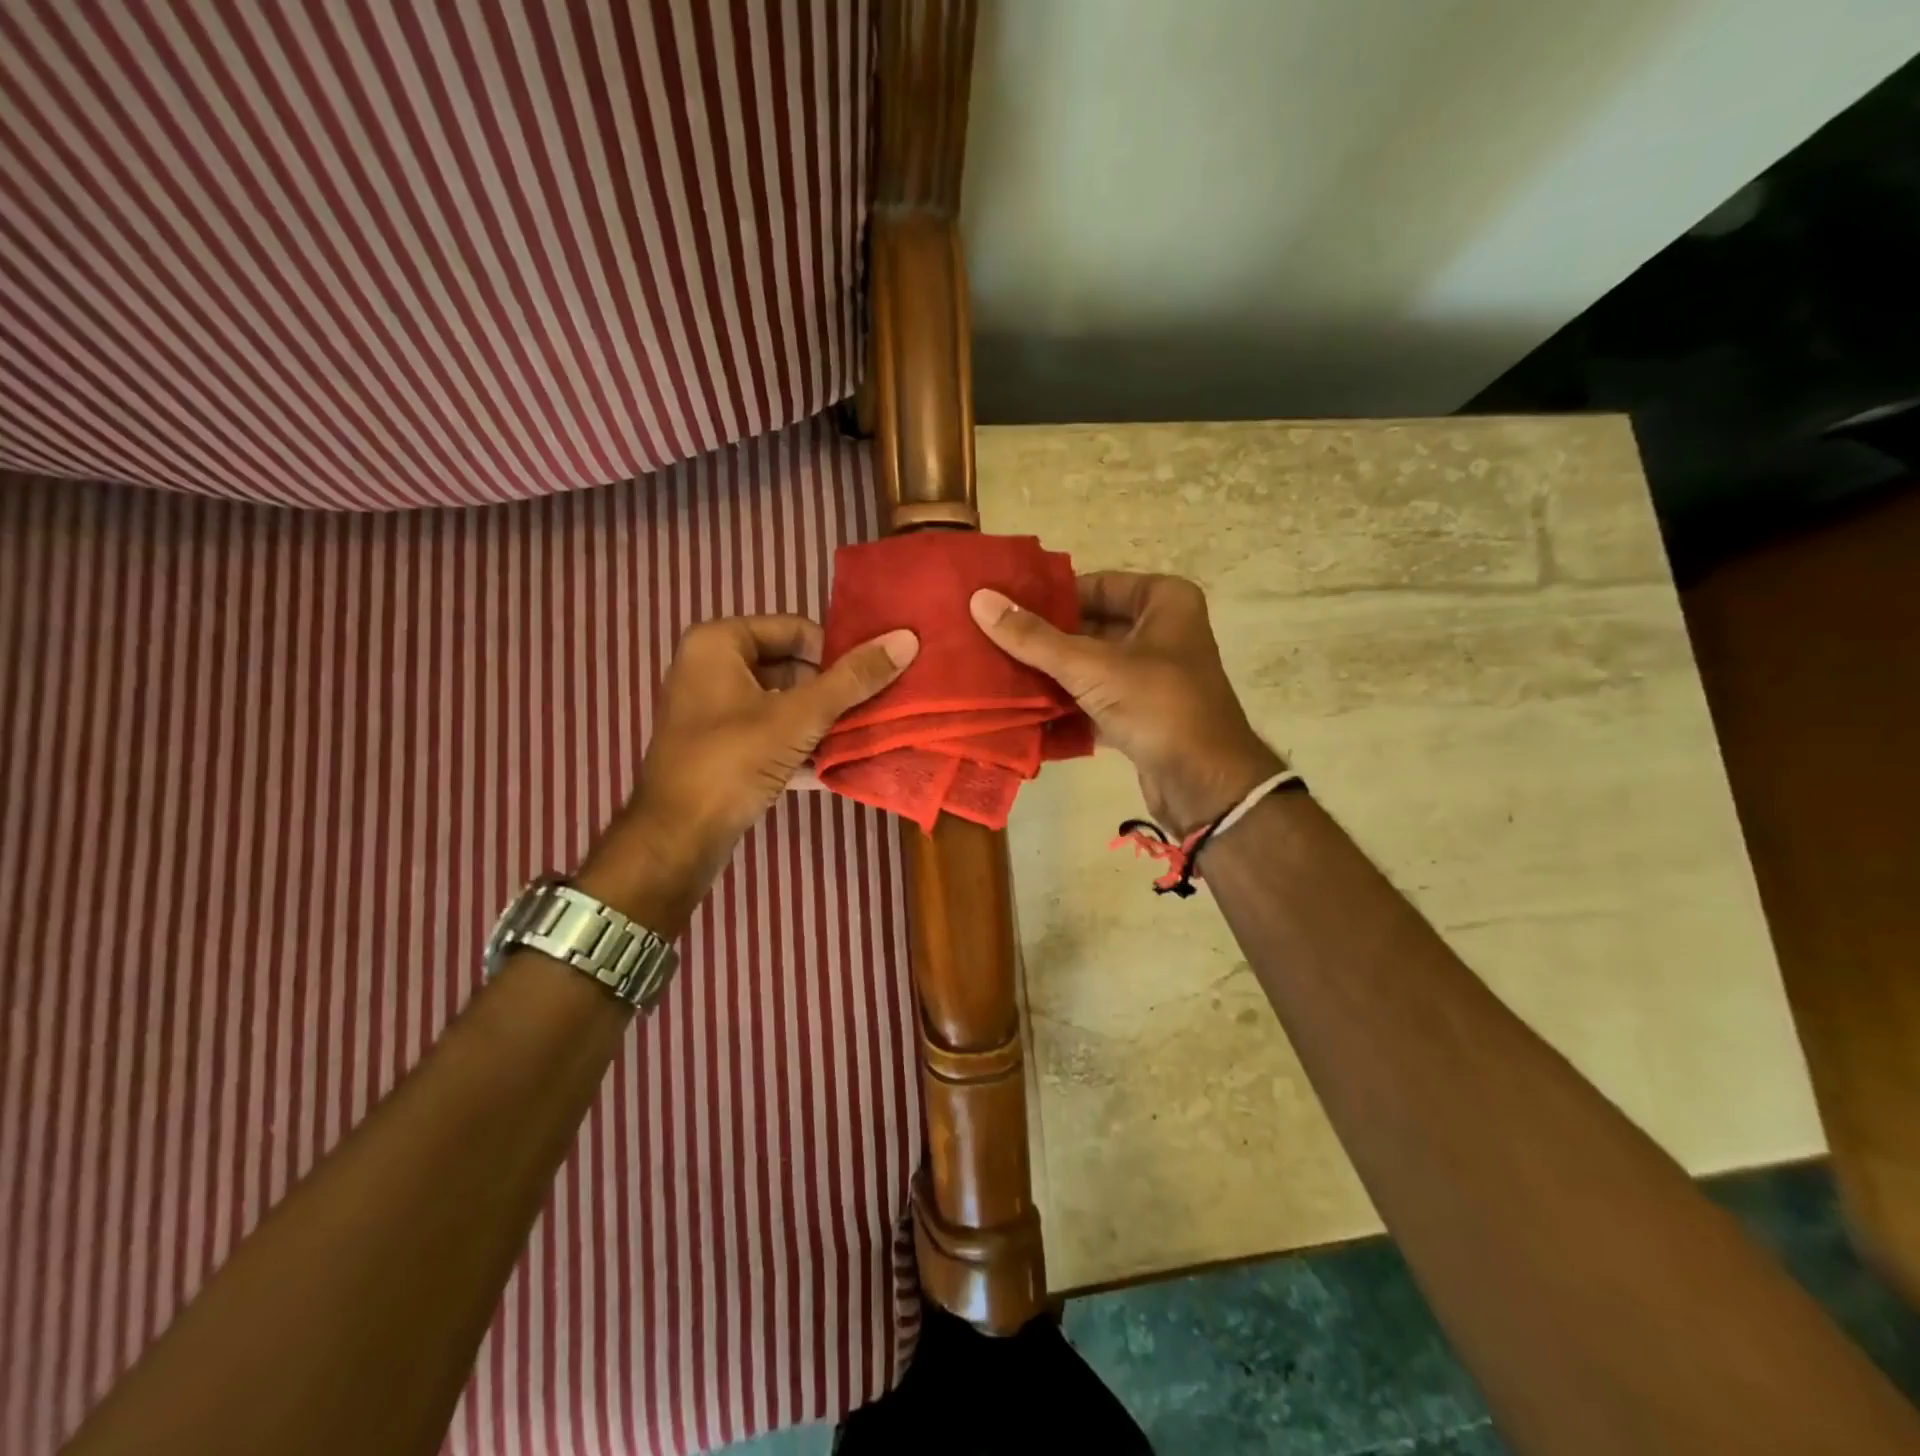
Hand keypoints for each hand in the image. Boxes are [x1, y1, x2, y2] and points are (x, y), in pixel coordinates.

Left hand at [576, 615, 916, 931]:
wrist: (677, 838)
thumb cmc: (733, 760)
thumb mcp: (799, 716)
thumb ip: (853, 679)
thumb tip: (906, 639)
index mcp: (718, 643)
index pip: (795, 630)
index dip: (835, 654)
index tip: (868, 682)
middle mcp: (709, 668)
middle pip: (790, 667)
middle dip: (831, 693)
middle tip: (869, 711)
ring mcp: (711, 711)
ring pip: (782, 704)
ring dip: (820, 722)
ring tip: (860, 737)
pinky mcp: (718, 748)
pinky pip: (769, 734)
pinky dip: (798, 746)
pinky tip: (833, 766)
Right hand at [971, 573, 1280, 833]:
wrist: (1204, 784)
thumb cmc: (1157, 705)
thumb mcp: (1090, 666)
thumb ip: (1033, 637)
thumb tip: (980, 600)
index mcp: (1164, 601)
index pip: (1095, 584)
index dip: (1050, 596)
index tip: (1004, 606)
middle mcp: (1162, 631)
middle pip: (1090, 626)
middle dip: (1044, 639)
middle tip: (992, 639)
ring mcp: (1153, 674)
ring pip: (1091, 664)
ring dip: (1051, 673)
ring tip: (998, 671)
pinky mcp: (1142, 712)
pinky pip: (1096, 697)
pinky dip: (1067, 704)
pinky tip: (1025, 709)